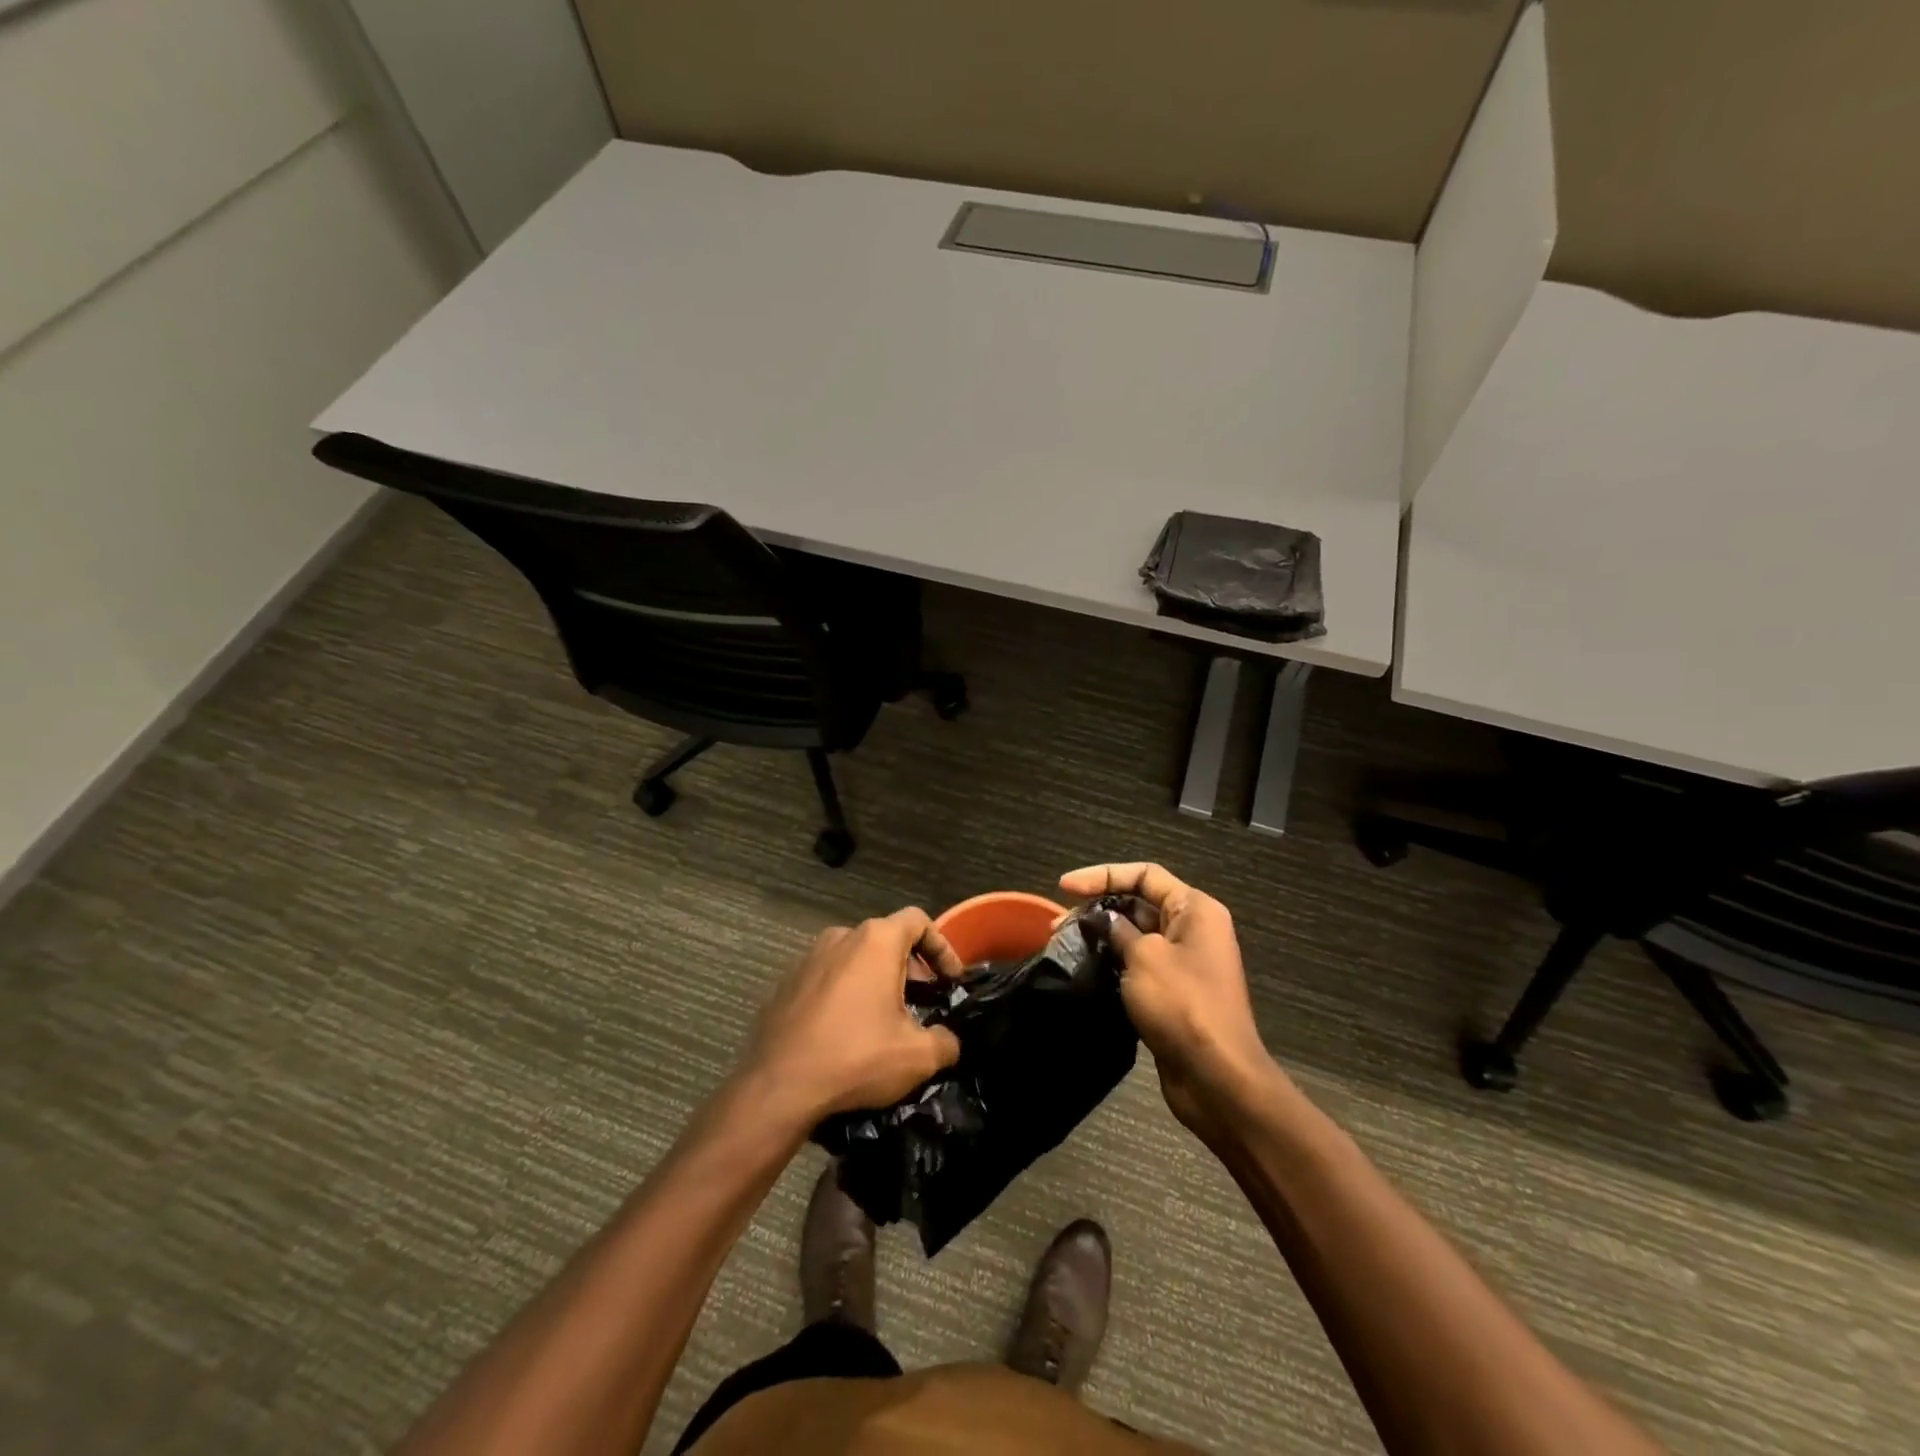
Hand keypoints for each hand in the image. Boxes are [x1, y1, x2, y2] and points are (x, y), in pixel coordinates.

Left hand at [742, 908, 962, 1124]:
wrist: (777, 1087)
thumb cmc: (855, 1057)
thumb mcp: (916, 1057)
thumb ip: (944, 1042)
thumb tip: (948, 1041)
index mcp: (875, 941)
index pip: (918, 921)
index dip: (942, 946)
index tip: (950, 980)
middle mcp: (841, 936)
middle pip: (886, 938)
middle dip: (910, 966)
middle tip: (923, 1000)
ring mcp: (808, 957)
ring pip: (855, 957)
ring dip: (876, 979)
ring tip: (886, 1017)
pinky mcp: (787, 982)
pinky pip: (828, 977)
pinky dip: (846, 993)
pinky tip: (848, 1030)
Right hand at [1060, 863, 1273, 1131]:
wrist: (1217, 1077)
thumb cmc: (1182, 1005)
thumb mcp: (1144, 957)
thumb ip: (1118, 929)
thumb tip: (1103, 920)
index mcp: (1194, 909)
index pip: (1144, 875)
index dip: (1102, 875)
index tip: (1065, 887)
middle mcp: (1193, 929)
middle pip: (1139, 903)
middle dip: (1098, 908)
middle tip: (1058, 925)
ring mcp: (1184, 963)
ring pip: (1136, 936)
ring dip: (1102, 937)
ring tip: (1064, 945)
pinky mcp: (1173, 993)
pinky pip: (1138, 965)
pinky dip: (1113, 962)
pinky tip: (1086, 970)